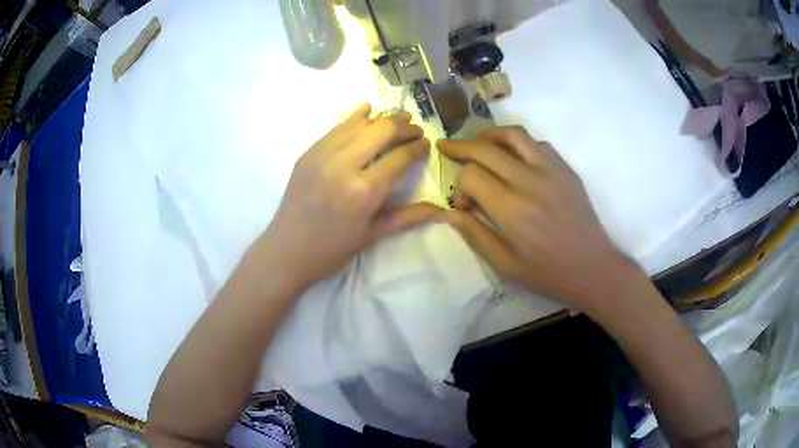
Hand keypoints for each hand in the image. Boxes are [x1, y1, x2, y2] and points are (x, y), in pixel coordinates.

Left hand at [259, 103, 437, 289]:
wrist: (286, 251)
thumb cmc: (332, 250)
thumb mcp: (372, 234)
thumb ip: (407, 216)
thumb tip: (441, 210)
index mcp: (365, 191)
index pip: (399, 157)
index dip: (416, 147)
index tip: (426, 143)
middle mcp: (345, 166)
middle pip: (381, 132)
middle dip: (403, 126)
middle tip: (415, 128)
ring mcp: (323, 156)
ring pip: (359, 124)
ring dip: (382, 118)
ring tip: (398, 117)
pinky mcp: (308, 153)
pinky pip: (336, 128)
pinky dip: (354, 118)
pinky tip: (366, 110)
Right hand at [437, 126, 641, 314]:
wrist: (593, 267)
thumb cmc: (548, 273)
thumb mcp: (504, 264)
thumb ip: (474, 234)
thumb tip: (449, 212)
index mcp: (511, 209)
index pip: (471, 174)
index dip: (459, 185)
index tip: (464, 203)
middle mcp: (529, 180)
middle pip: (485, 148)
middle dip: (460, 146)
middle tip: (446, 147)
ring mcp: (551, 170)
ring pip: (513, 134)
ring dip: (489, 134)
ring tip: (478, 143)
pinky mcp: (566, 168)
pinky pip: (537, 143)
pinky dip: (518, 143)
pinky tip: (514, 157)